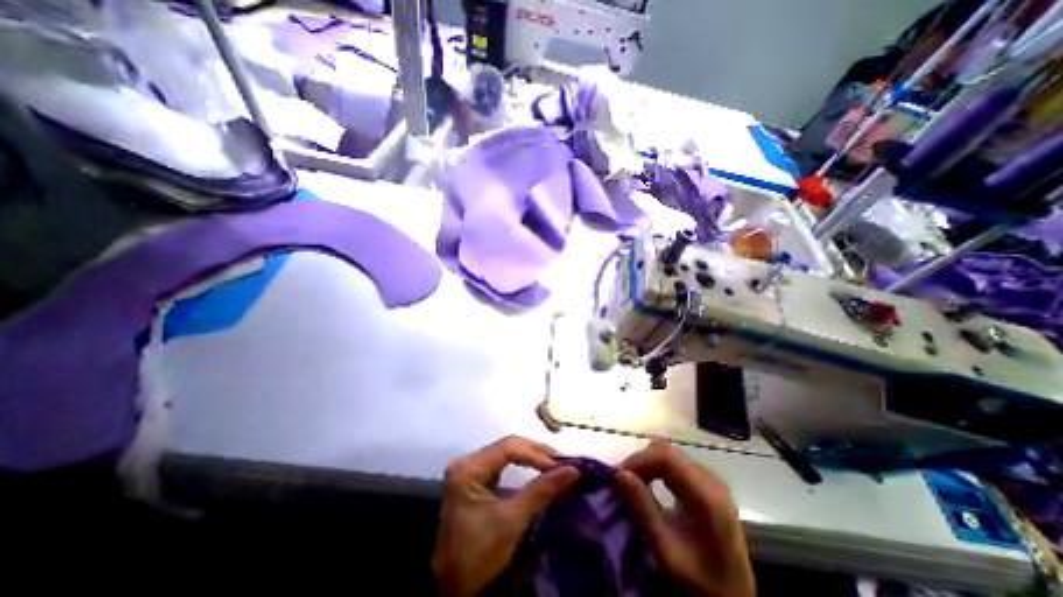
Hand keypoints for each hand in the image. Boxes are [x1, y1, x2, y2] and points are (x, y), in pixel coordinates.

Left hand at [430, 434, 580, 596]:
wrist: (452, 588)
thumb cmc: (479, 553)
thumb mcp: (512, 519)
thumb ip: (542, 490)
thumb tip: (573, 470)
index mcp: (468, 468)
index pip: (508, 448)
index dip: (536, 454)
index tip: (560, 465)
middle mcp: (467, 461)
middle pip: (507, 446)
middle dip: (535, 452)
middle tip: (561, 461)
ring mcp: (470, 468)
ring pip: (506, 452)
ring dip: (530, 456)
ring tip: (553, 463)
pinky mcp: (475, 477)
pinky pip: (502, 462)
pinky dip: (521, 463)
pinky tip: (537, 467)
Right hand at [615, 438, 754, 596]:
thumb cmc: (699, 580)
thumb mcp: (666, 549)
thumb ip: (642, 508)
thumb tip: (618, 474)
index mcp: (706, 495)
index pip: (666, 456)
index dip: (639, 459)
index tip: (618, 476)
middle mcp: (710, 480)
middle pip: (667, 452)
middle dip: (640, 461)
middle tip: (622, 481)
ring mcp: (709, 481)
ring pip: (669, 455)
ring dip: (647, 464)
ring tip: (631, 483)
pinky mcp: (705, 486)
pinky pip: (674, 465)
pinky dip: (655, 469)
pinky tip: (647, 485)